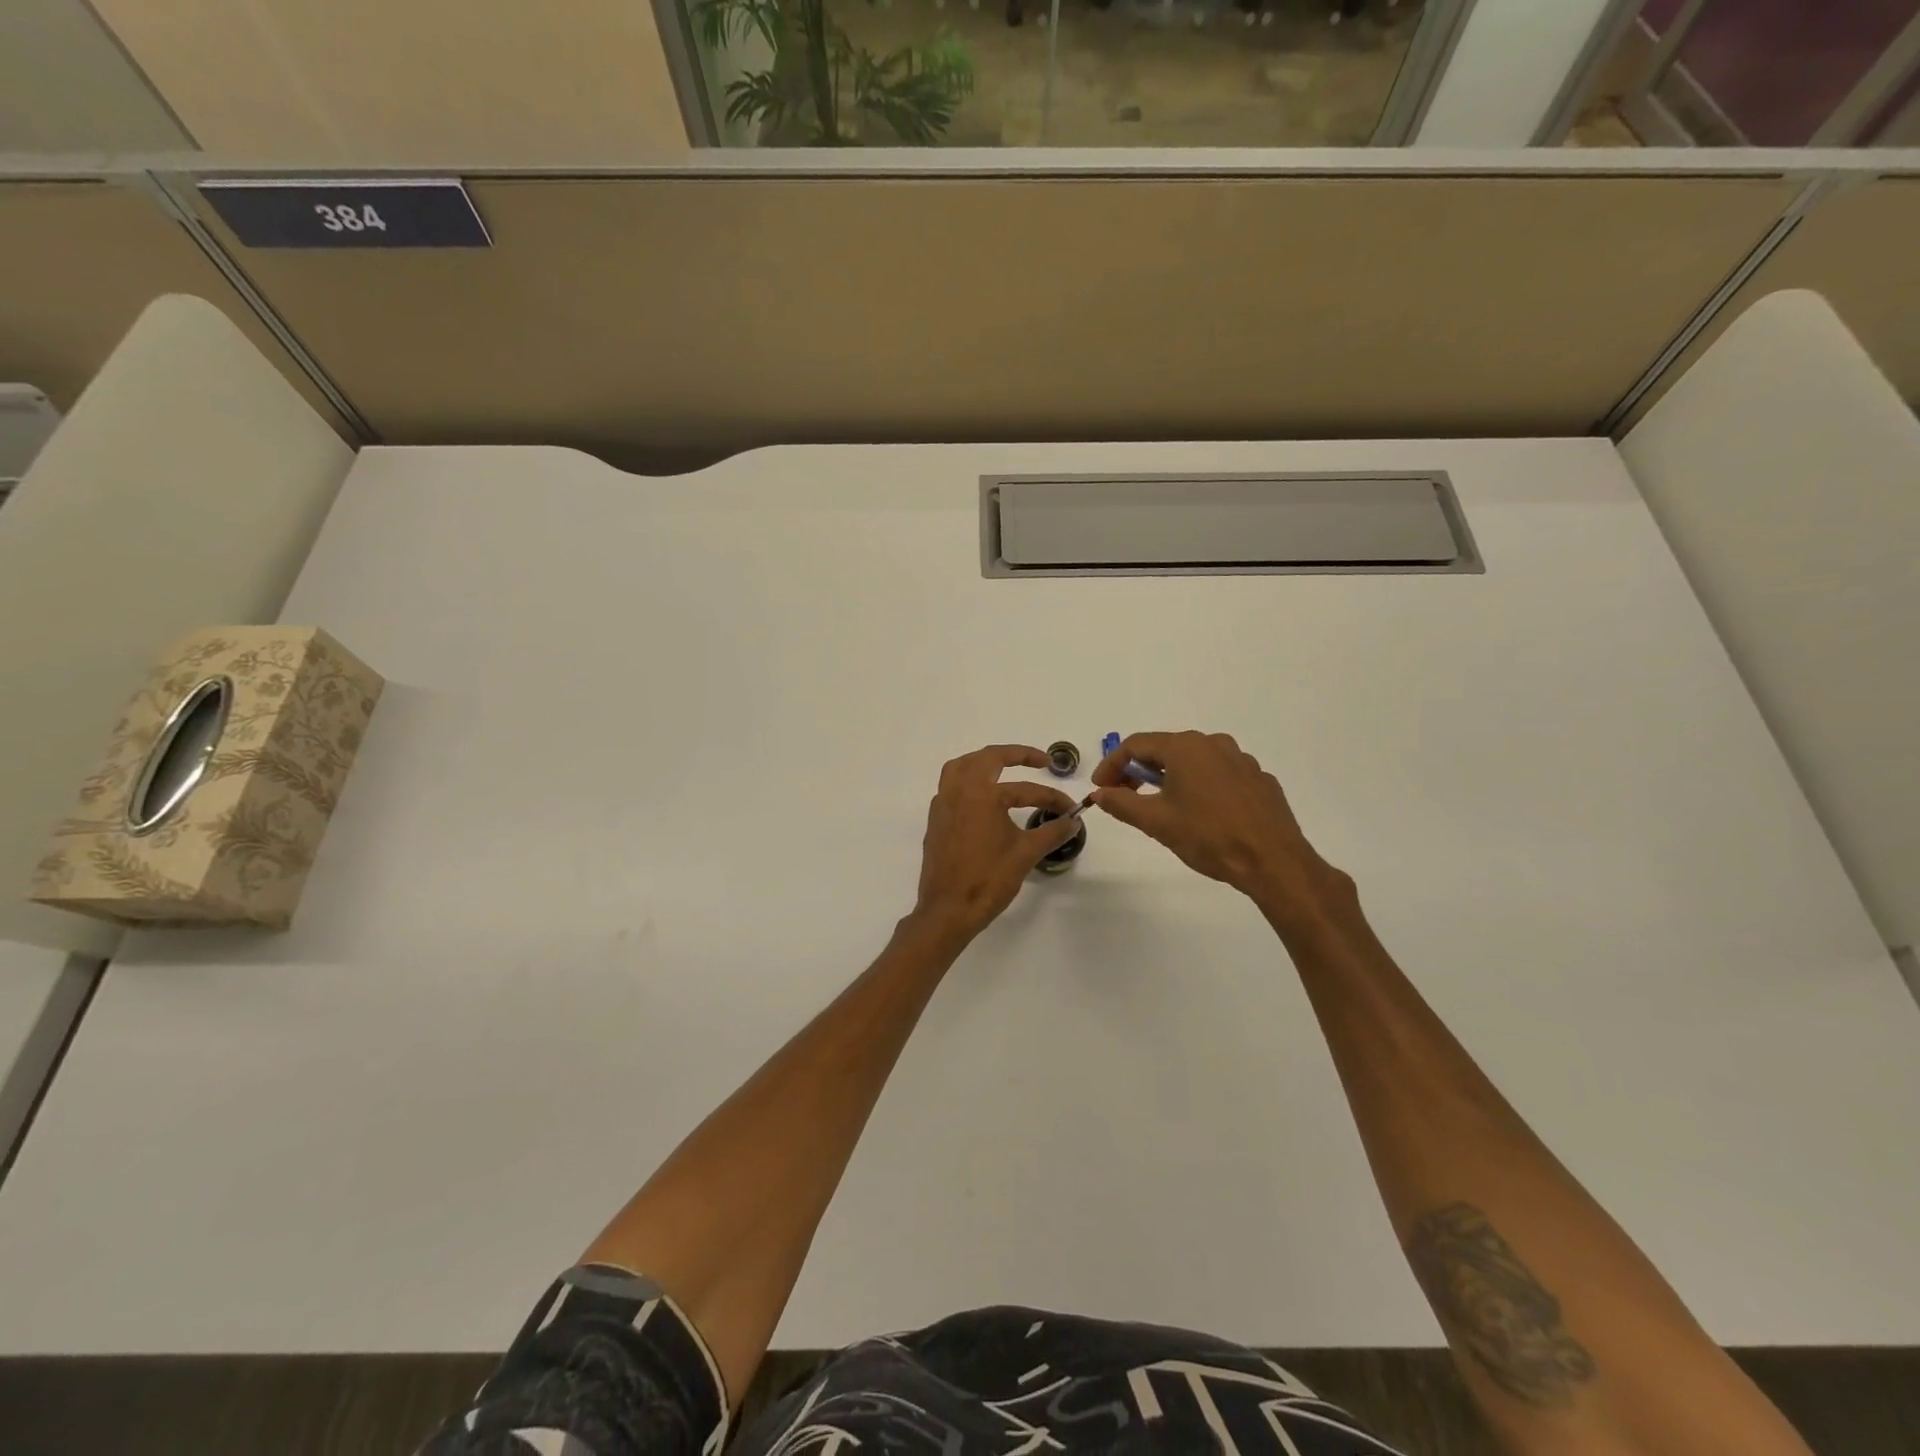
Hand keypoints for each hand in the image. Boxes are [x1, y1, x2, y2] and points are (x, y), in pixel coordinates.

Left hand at [911, 745, 1081, 945]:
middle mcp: (959, 791)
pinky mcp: (935, 820)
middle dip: (1016, 755)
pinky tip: (982, 797)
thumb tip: (1073, 821)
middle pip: (987, 758)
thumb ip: (1052, 832)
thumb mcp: (1026, 854)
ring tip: (1005, 767)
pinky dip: (967, 781)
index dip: (1052, 797)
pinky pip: (949, 786)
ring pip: (961, 767)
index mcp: (982, 795)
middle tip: (1040, 761)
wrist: (948, 911)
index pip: (1025, 789)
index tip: (1070, 809)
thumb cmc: (988, 880)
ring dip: (984, 762)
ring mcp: (942, 805)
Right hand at [1091, 731, 1346, 912]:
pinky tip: (1200, 813)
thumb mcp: (1156, 822)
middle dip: (1139, 771)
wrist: (1273, 861)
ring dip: (1170, 777)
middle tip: (1125, 796)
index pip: (1135, 745)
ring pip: (1194, 761)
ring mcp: (1241, 760)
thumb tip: (1099, 793)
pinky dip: (1200, 786)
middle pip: (1165, 749)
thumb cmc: (1208, 836)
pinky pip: (1219, 775)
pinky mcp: (1259, 779)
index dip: (1112, 765)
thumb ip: (1121, 803)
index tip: (1101, 788)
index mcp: (1185, 748)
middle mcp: (1213, 743)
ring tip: (1161, 806)